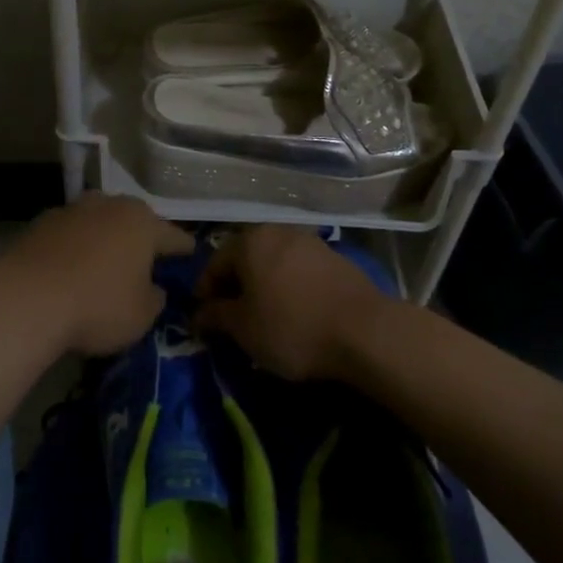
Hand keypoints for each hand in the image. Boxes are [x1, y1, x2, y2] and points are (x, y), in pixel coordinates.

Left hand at [0, 194, 193, 356]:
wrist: (26, 298)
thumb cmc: (97, 305)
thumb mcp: (141, 315)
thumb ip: (154, 299)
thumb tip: (153, 288)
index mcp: (143, 223)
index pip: (174, 236)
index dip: (184, 249)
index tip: (191, 255)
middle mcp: (110, 205)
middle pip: (134, 220)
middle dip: (142, 237)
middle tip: (147, 258)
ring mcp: (73, 210)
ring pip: (99, 221)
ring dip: (105, 237)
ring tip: (106, 259)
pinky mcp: (41, 222)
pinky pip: (70, 233)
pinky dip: (75, 246)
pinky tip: (71, 266)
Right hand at [194, 225, 385, 380]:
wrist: (364, 331)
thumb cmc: (291, 326)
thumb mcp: (243, 328)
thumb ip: (215, 316)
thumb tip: (198, 314)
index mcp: (249, 241)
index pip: (215, 264)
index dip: (205, 293)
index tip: (203, 320)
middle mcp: (277, 232)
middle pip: (245, 259)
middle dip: (235, 287)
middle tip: (231, 318)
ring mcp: (310, 242)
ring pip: (273, 264)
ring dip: (263, 286)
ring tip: (264, 317)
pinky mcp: (335, 258)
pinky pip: (299, 271)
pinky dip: (289, 287)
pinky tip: (294, 312)